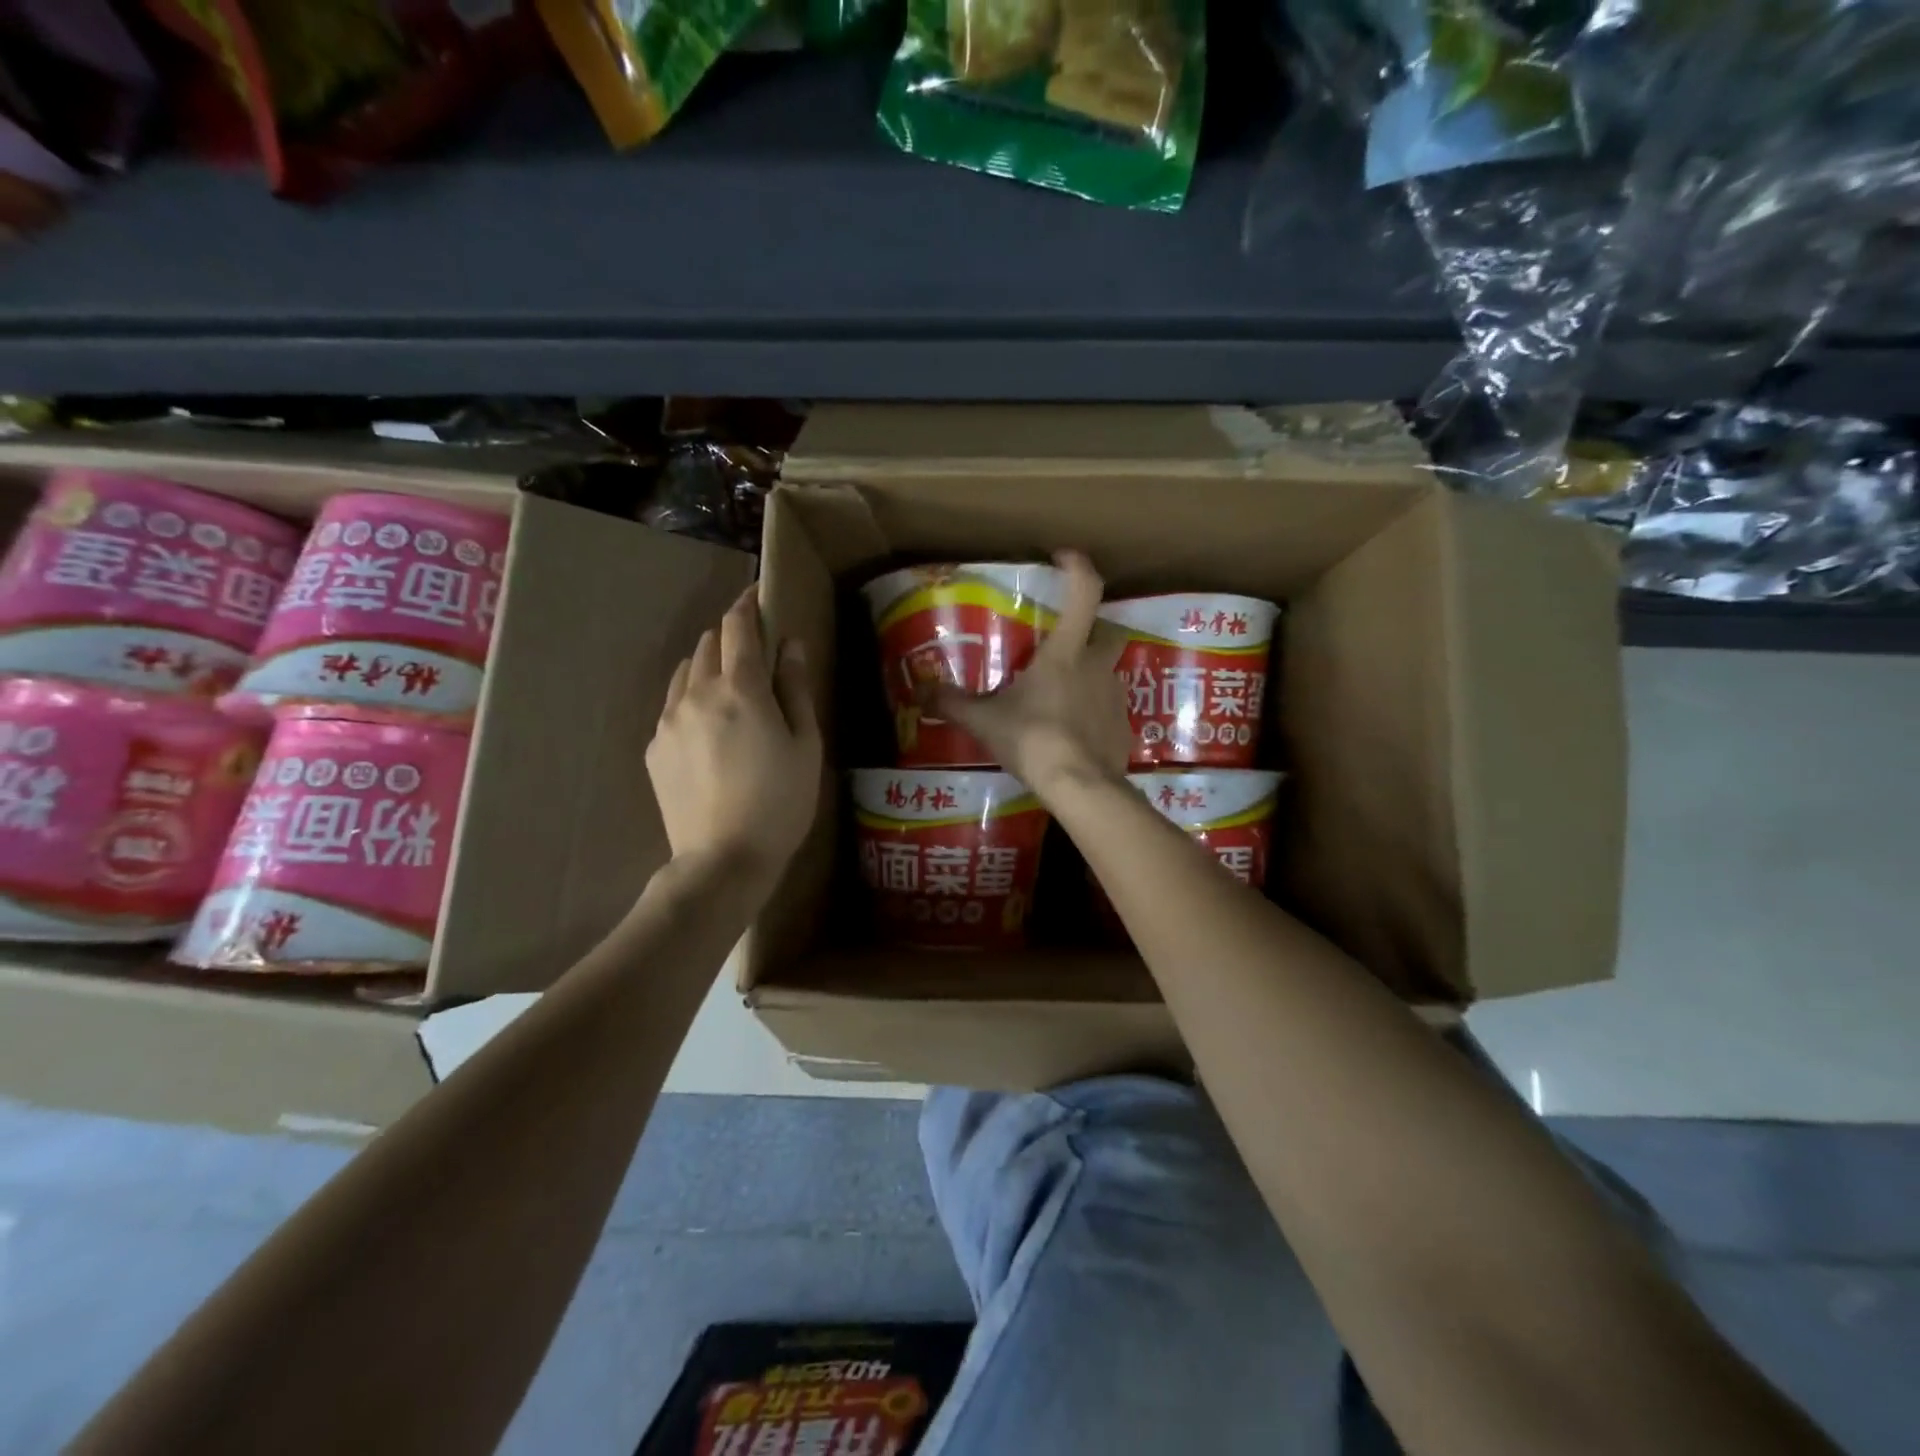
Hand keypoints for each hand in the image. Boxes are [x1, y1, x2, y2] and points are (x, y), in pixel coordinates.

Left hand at [648, 586, 821, 881]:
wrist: (723, 859)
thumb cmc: (781, 802)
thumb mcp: (805, 745)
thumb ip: (795, 689)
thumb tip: (789, 645)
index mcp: (740, 689)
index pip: (738, 627)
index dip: (747, 604)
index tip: (757, 596)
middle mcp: (697, 693)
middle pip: (708, 643)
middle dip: (730, 634)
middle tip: (753, 647)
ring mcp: (668, 720)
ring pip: (685, 671)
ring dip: (708, 663)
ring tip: (730, 682)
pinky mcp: (654, 747)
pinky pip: (673, 704)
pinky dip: (692, 696)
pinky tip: (709, 723)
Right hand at [927, 550, 1130, 797]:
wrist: (1080, 786)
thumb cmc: (1033, 740)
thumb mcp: (985, 721)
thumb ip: (952, 704)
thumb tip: (918, 693)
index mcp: (1066, 652)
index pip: (1084, 592)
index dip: (1077, 568)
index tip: (1064, 557)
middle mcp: (1098, 666)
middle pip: (1106, 631)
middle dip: (1092, 630)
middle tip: (1064, 644)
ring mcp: (1116, 696)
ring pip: (1107, 672)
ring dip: (1088, 675)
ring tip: (1059, 697)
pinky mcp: (1124, 726)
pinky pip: (1109, 709)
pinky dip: (1093, 712)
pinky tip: (1073, 732)